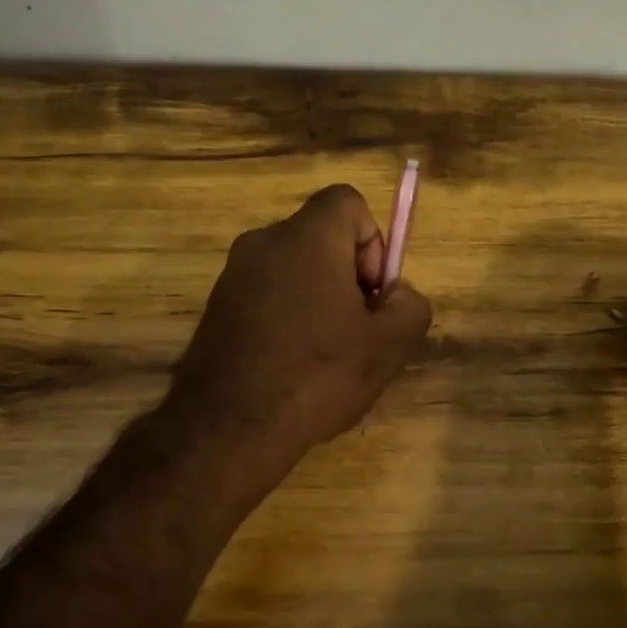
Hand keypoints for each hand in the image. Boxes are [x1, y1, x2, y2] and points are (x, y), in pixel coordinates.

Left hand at [169, 184, 432, 472]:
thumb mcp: (388, 346)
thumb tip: (397, 294)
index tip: (371, 293)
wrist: (228, 426)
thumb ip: (410, 306)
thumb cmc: (316, 375)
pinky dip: (286, 316)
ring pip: (293, 269)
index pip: (347, 201)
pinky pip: (266, 295)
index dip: (372, 241)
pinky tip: (291, 366)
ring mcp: (233, 274)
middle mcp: (264, 242)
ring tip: (324, 356)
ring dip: (317, 299)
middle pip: (321, 238)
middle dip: (348, 276)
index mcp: (307, 237)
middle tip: (356, 330)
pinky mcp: (216, 306)